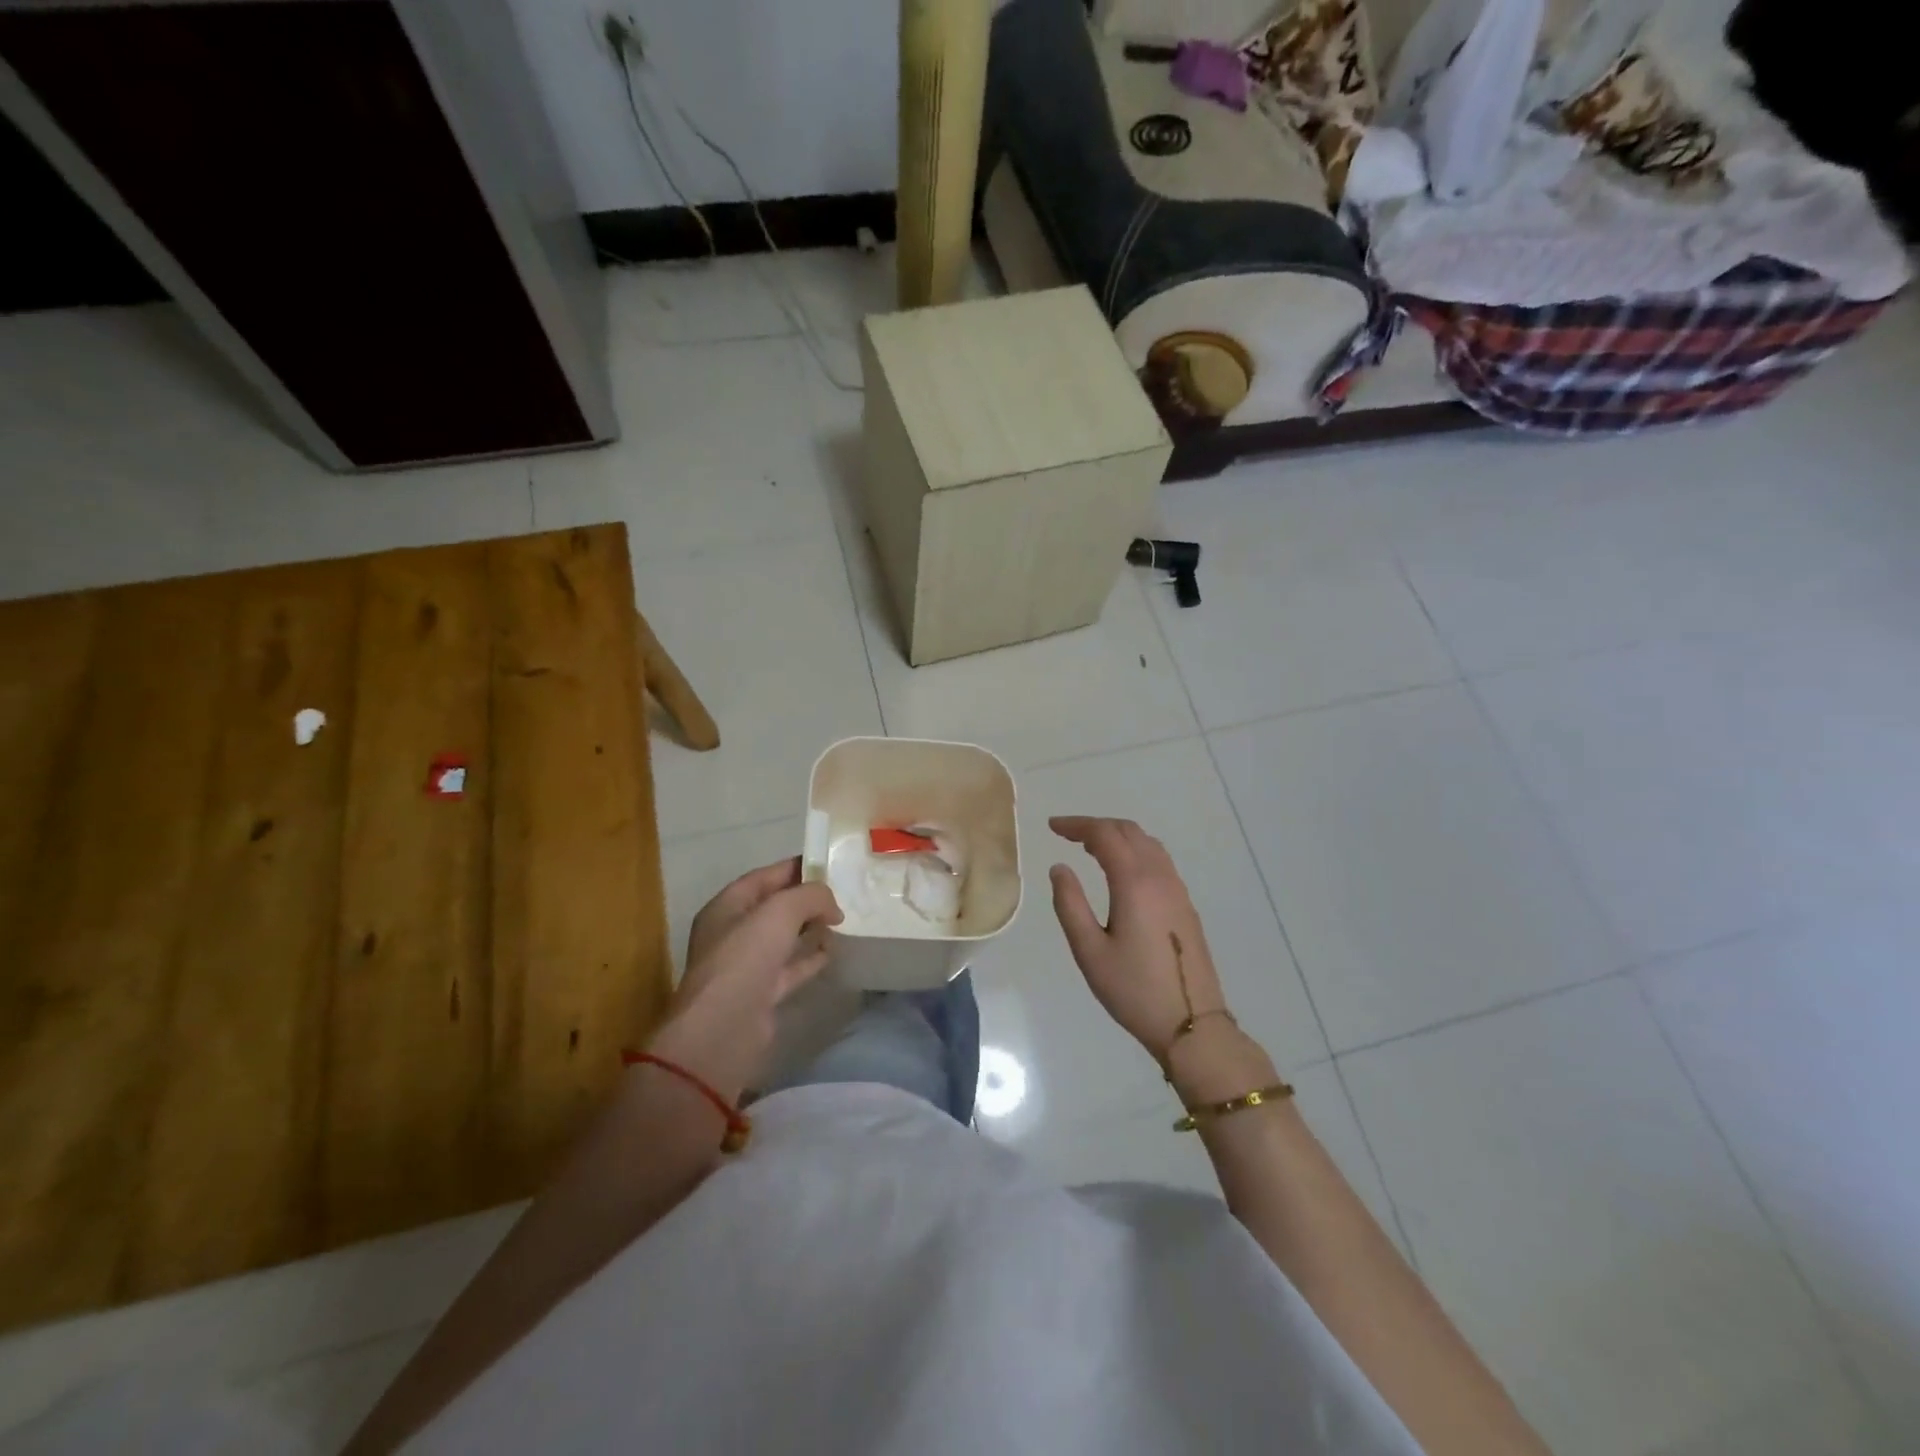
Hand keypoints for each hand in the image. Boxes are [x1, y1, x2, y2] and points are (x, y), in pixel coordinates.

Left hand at [648, 858, 841, 1104]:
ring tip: (841, 919)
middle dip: (805, 899)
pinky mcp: (762, 993)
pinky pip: (791, 967)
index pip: (763, 877)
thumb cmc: (745, 958)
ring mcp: (747, 965)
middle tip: (840, 893)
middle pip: (774, 907)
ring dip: (809, 928)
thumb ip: (810, 896)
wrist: (724, 1028)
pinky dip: (810, 958)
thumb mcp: (780, 911)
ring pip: (783, 938)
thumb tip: (832, 907)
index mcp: (726, 907)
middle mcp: (733, 933)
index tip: (827, 864)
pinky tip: (833, 951)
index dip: (795, 868)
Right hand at [1047, 816, 1231, 1056]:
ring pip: (1147, 843)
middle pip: (1129, 831)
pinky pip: (1159, 860)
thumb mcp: (1089, 951)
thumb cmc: (1133, 990)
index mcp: (1134, 883)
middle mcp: (1160, 877)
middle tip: (1067, 834)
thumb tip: (1059, 868)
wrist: (1193, 1024)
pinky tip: (1121, 871)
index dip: (1077, 825)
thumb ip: (1070, 904)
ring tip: (1090, 848)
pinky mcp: (1185, 905)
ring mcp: (1177, 890)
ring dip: (1117, 836)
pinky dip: (1135, 850)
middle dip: (1096, 826)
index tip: (1052, 827)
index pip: (1104, 835)